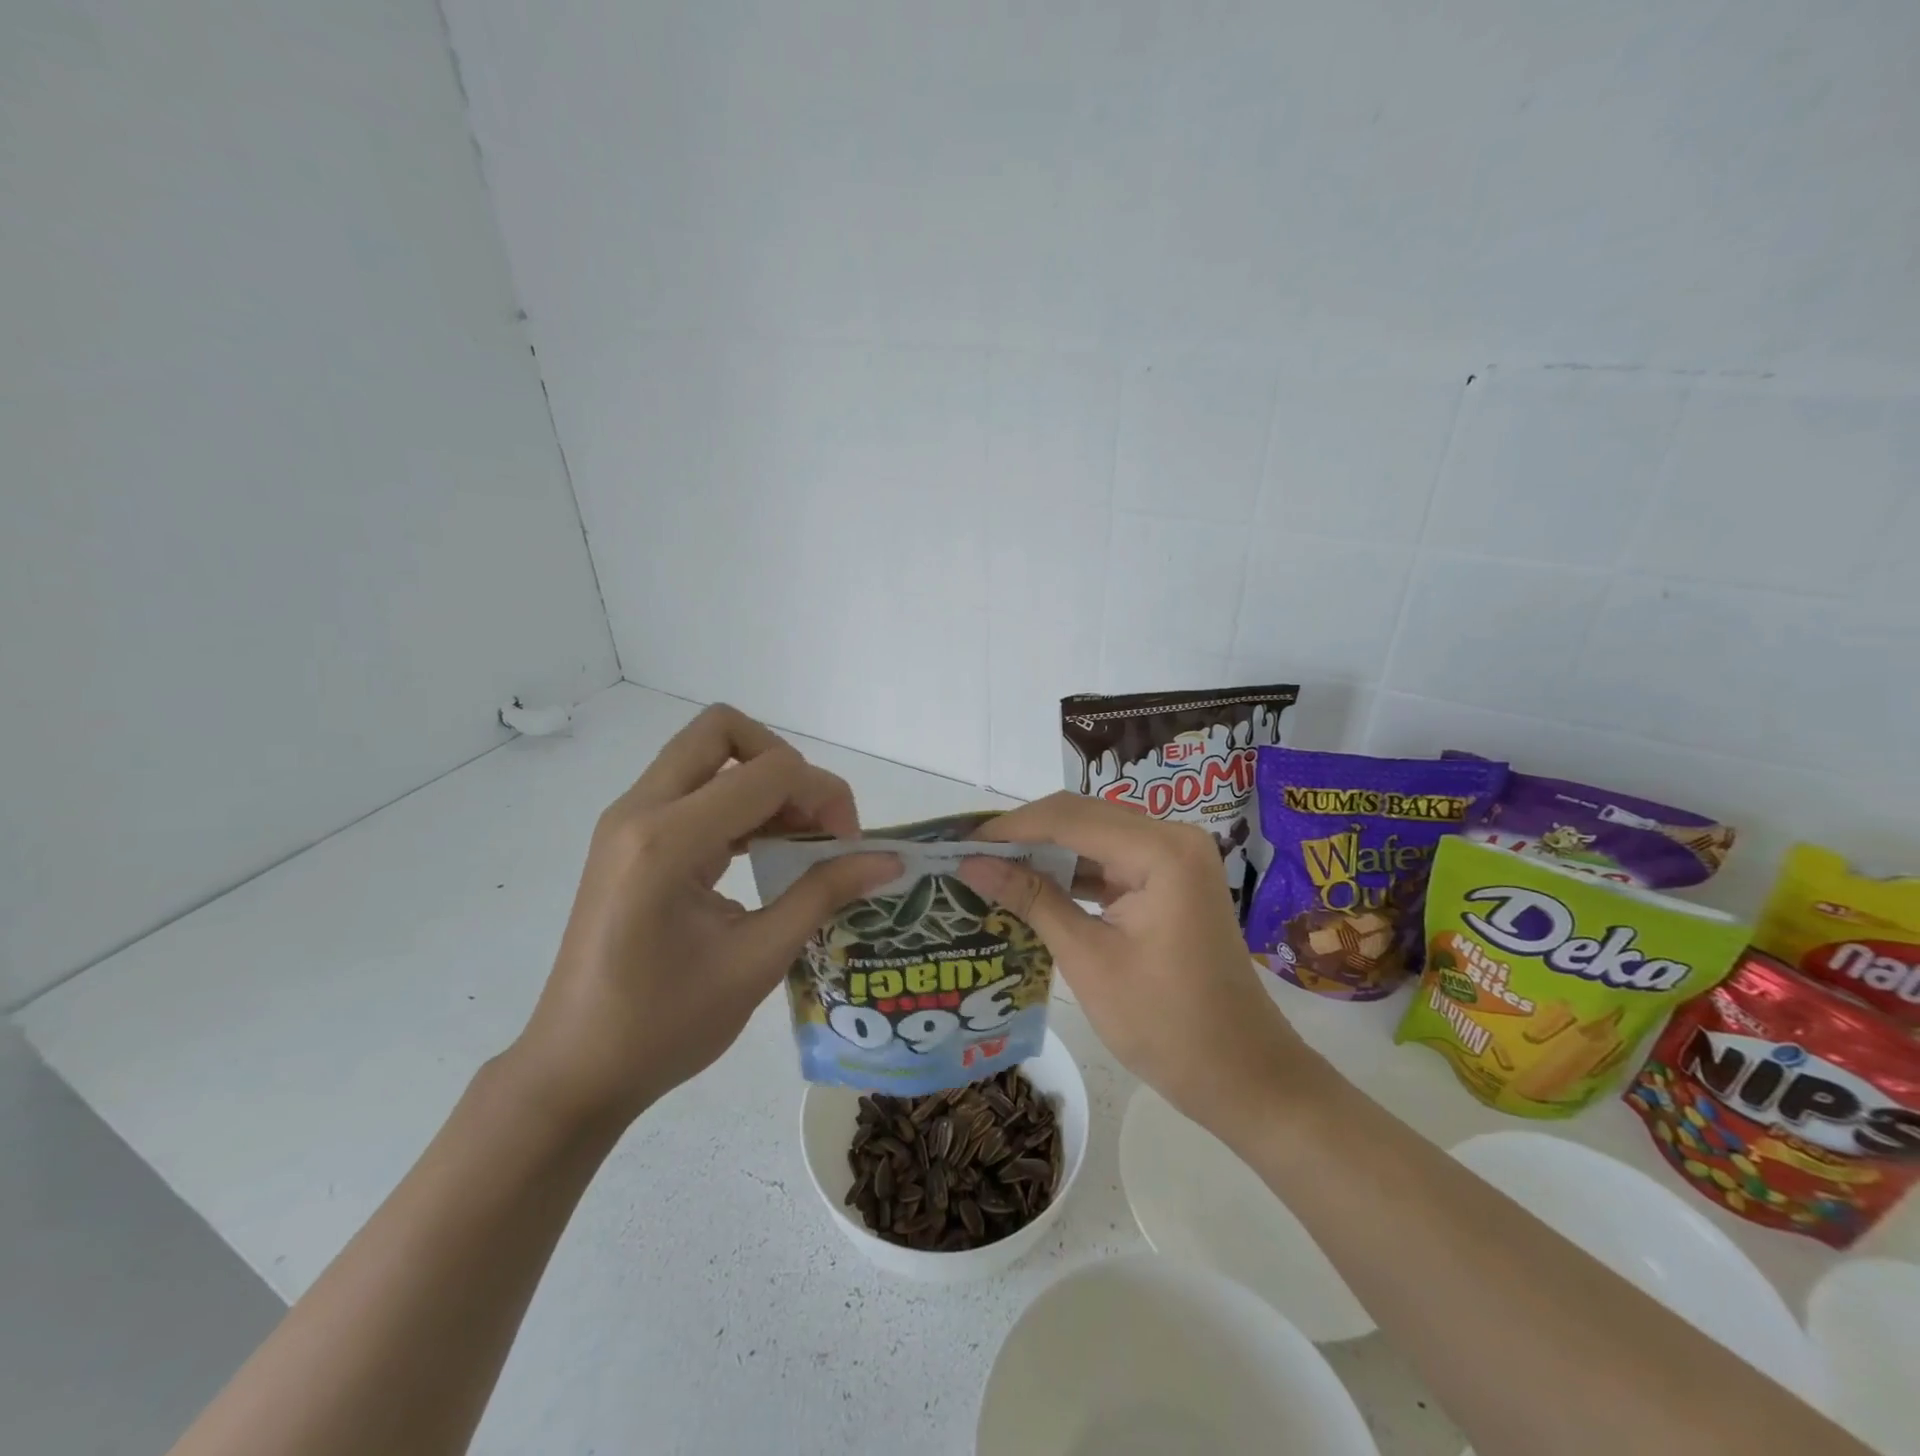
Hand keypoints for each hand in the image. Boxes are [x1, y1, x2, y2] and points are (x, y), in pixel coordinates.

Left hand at [505, 705, 898, 1129]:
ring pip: (706, 755)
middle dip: (784, 762)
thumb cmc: (664, 1027)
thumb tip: (889, 860)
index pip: (770, 771)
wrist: (574, 1071)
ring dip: (760, 780)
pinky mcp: (628, 838)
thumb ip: (823, 895)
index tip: (848, 847)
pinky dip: (736, 802)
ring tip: (796, 838)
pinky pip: (691, 789)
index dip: (825, 795)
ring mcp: (628, 821)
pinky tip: (762, 850)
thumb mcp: (757, 961)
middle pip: (723, 730)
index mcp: (668, 840)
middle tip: (813, 819)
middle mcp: (640, 811)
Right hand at [958, 793, 1319, 1139]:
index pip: (1068, 818)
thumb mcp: (1088, 959)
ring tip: (991, 868)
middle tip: (970, 855)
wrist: (1243, 1076)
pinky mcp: (1170, 882)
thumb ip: (1032, 899)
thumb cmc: (1166, 1024)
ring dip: (1046, 853)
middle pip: (1082, 818)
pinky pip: (1111, 863)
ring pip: (1094, 838)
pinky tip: (1033, 886)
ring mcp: (1175, 859)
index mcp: (1160, 850)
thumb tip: (971, 863)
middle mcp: (1172, 838)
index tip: (959, 842)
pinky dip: (1073, 873)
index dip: (1010, 828)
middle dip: (1024, 835)